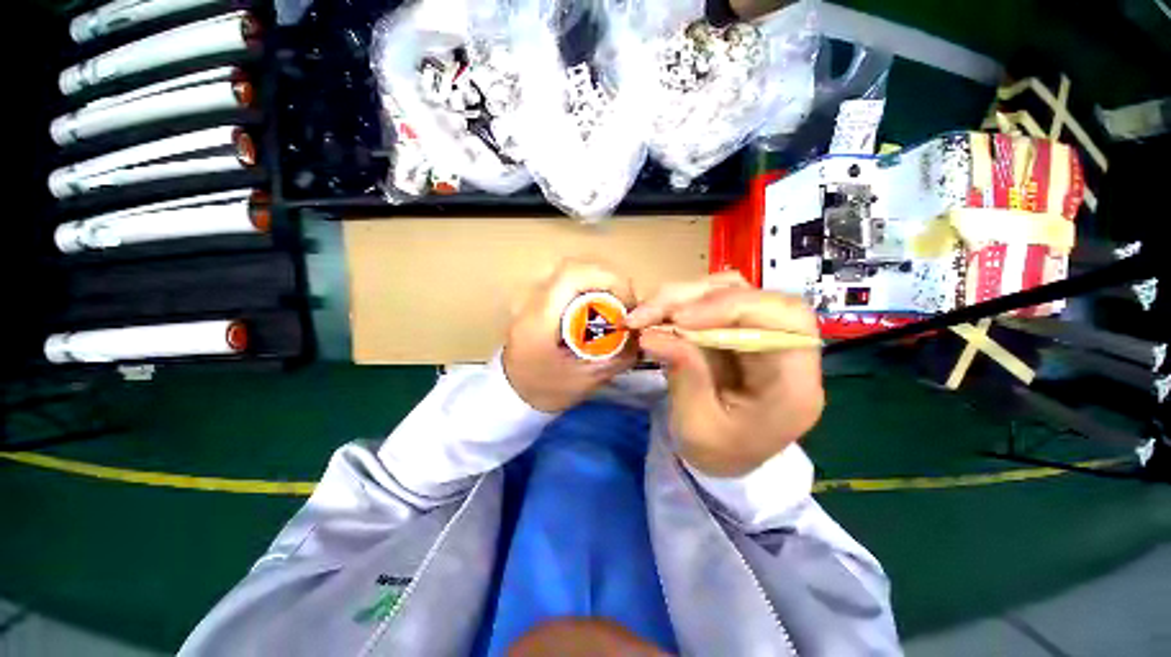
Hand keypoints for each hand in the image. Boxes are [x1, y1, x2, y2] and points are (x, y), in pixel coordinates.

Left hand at [503, 260, 638, 412]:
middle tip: (626, 304)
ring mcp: (531, 295)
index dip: (609, 280)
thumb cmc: (545, 389)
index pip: (573, 275)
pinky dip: (589, 285)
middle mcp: (532, 298)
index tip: (627, 302)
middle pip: (574, 266)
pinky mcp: (537, 297)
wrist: (511, 391)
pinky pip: (567, 279)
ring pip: (572, 269)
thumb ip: (617, 357)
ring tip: (615, 304)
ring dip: (599, 280)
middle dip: (609, 279)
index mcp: (539, 318)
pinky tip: (598, 305)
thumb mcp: (585, 380)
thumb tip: (642, 336)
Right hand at [625, 272, 823, 476]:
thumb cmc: (718, 453)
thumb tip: (652, 334)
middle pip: (752, 295)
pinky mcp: (735, 329)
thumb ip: (684, 376)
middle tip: (647, 314)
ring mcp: (758, 333)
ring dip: (681, 298)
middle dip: (694, 299)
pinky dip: (679, 304)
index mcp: (793, 383)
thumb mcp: (697, 427)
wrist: (725, 459)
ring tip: (645, 315)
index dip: (733, 307)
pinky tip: (656, 317)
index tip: (680, 319)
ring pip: (727, 291)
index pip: (786, 319)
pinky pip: (710, 302)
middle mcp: (785, 349)